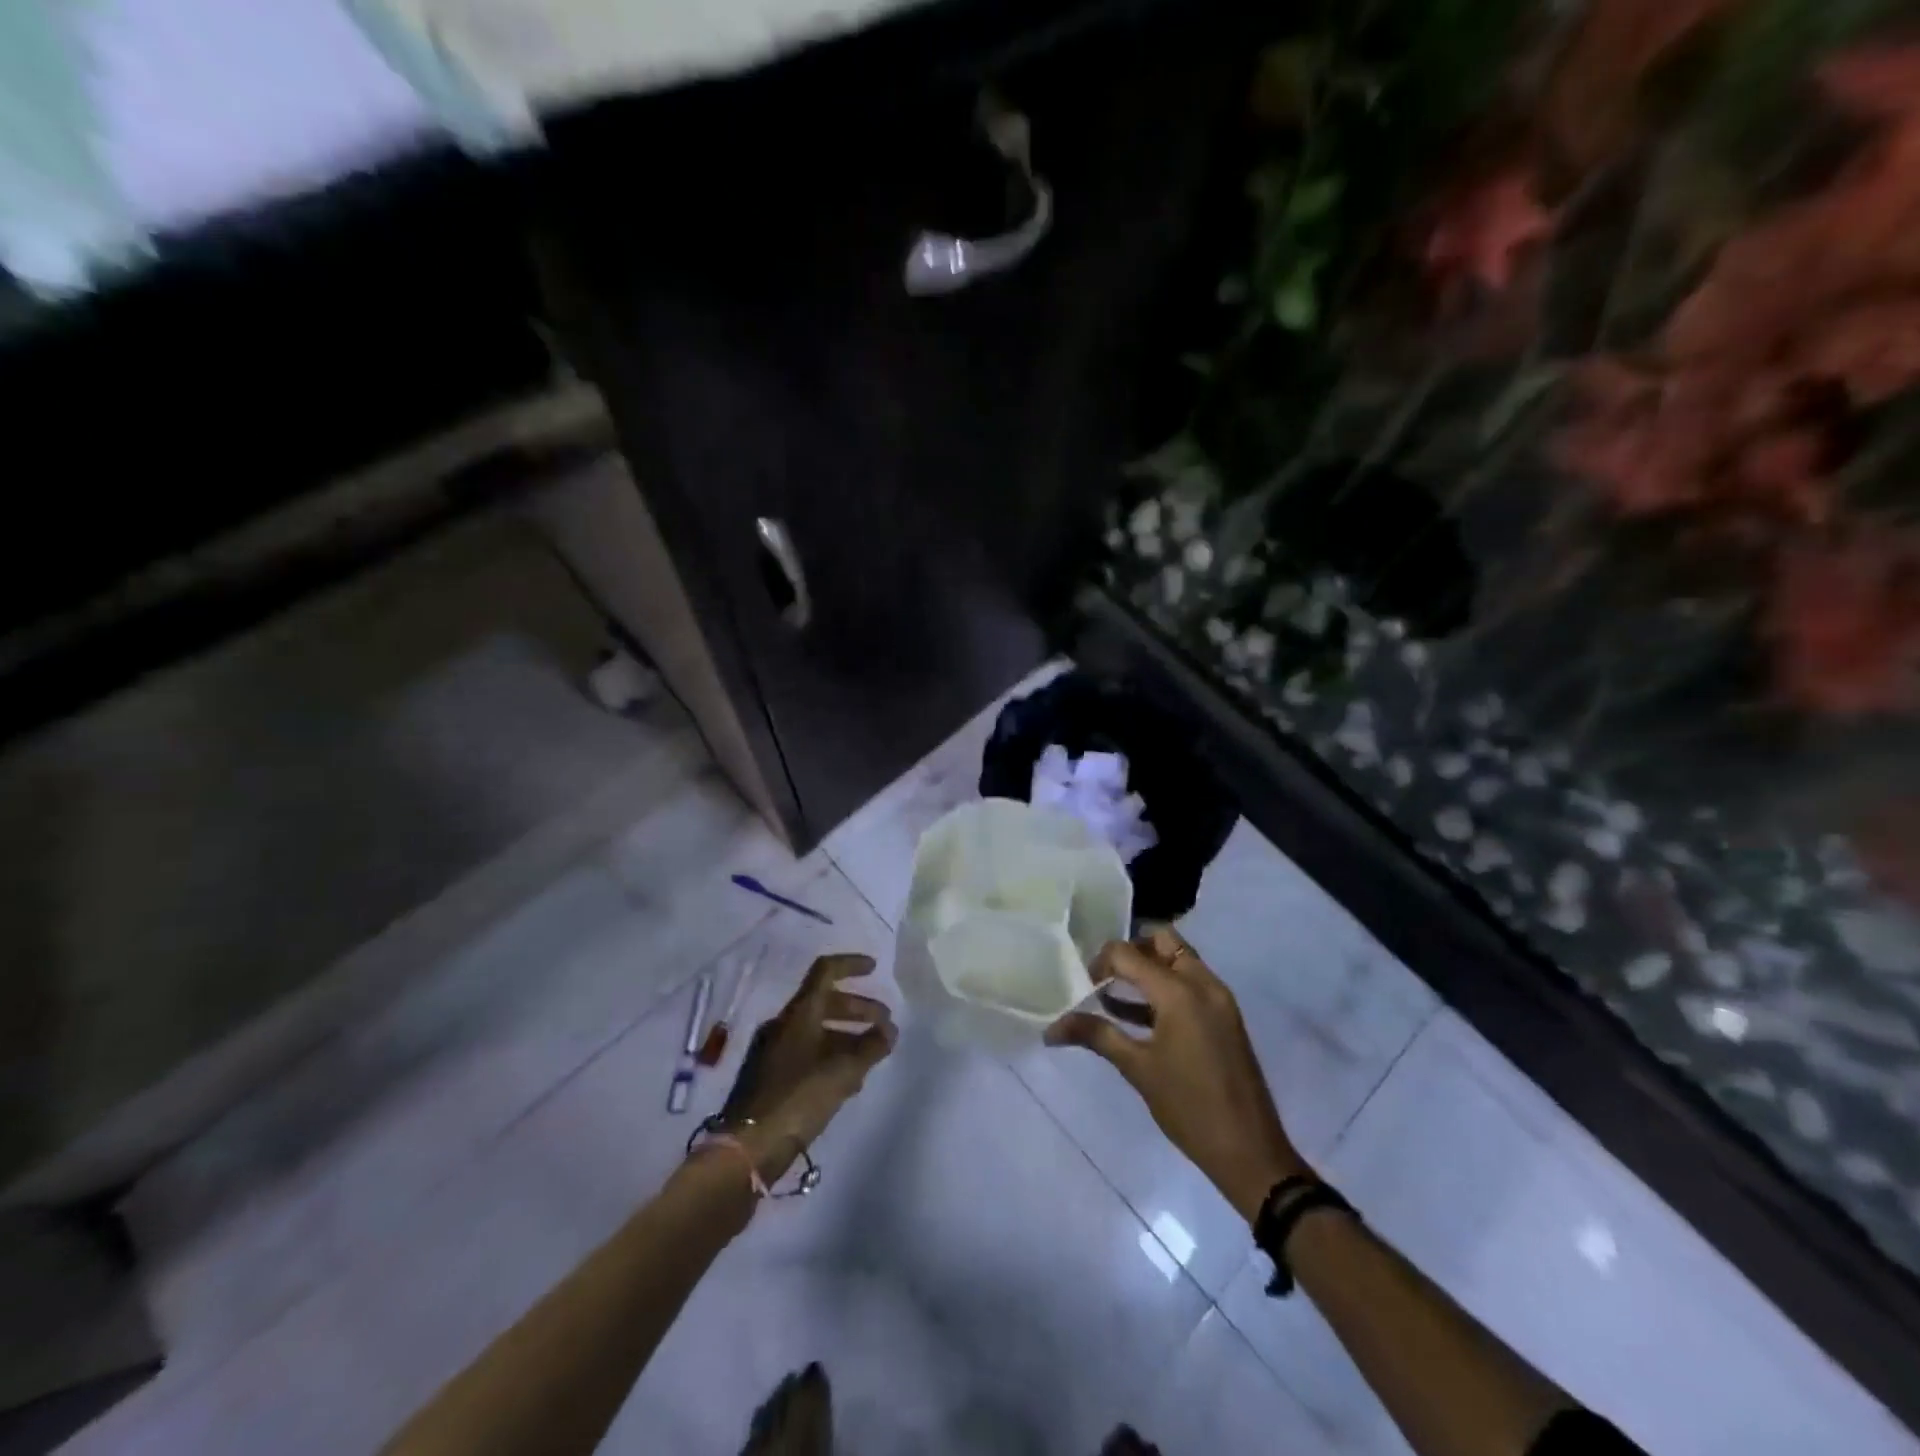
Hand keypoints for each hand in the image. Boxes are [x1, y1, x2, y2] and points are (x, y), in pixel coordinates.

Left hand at [720, 953, 896, 1181]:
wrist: (749, 1147)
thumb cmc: (799, 1097)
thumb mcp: (844, 1071)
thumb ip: (871, 1047)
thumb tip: (889, 1030)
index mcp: (799, 1013)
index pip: (826, 971)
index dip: (851, 964)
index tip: (874, 968)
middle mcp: (785, 1024)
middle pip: (825, 1002)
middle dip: (859, 1008)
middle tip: (885, 1023)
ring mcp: (775, 1050)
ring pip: (818, 1030)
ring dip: (848, 1035)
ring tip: (873, 1054)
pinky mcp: (772, 1077)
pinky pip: (809, 1053)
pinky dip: (832, 1056)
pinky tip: (850, 1080)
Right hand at [1047, 927, 1306, 1221]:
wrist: (1250, 1151)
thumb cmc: (1189, 1107)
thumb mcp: (1137, 1069)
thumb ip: (1096, 1036)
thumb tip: (1051, 1029)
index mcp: (1180, 991)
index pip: (1129, 953)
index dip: (1101, 963)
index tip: (1083, 986)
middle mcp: (1203, 983)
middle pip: (1162, 942)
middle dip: (1130, 953)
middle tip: (1105, 977)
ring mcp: (1218, 999)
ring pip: (1179, 960)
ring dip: (1149, 969)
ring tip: (1113, 994)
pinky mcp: (1225, 1017)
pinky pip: (1191, 984)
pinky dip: (1166, 987)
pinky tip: (1137, 1016)